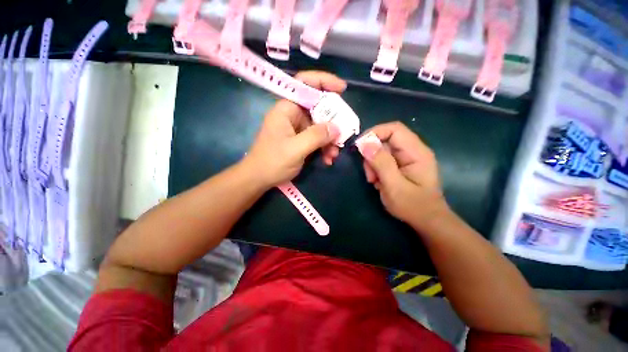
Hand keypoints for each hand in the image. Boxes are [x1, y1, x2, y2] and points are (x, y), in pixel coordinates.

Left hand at [243, 71, 346, 187]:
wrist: (259, 179)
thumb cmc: (272, 162)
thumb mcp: (296, 149)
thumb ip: (316, 136)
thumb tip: (337, 127)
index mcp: (287, 109)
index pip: (305, 84)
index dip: (324, 81)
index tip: (342, 89)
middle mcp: (292, 115)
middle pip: (318, 108)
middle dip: (332, 122)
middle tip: (343, 134)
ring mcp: (297, 128)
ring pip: (320, 126)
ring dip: (329, 140)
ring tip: (334, 155)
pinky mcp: (300, 140)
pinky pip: (316, 139)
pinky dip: (324, 148)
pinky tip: (328, 159)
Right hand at [359, 122, 448, 230]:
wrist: (427, 220)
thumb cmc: (413, 206)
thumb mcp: (394, 186)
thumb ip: (381, 163)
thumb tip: (364, 143)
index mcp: (417, 152)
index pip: (394, 129)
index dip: (374, 132)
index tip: (359, 146)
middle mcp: (413, 150)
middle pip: (386, 139)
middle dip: (372, 154)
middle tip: (369, 174)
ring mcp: (407, 158)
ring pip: (382, 150)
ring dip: (372, 163)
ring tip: (374, 180)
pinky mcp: (401, 165)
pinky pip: (383, 159)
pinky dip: (376, 168)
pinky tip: (378, 181)